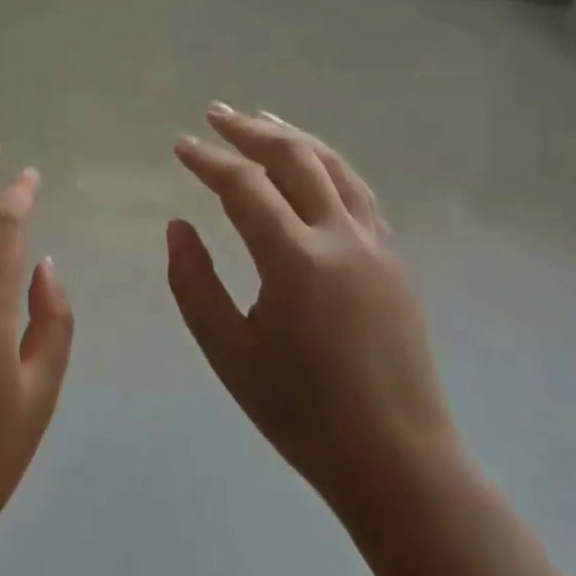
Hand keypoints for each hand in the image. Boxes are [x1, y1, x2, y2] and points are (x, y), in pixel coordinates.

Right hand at [167, 104, 463, 530]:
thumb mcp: (229, 353)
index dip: (209, 161)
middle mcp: (339, 237)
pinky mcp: (393, 258)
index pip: (245, 186)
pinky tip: (312, 163)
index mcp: (295, 260)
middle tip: (216, 114)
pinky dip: (327, 163)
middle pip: (293, 158)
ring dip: (293, 136)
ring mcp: (374, 244)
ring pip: (333, 166)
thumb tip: (178, 226)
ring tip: (262, 118)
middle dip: (250, 129)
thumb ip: (194, 283)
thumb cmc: (302, 412)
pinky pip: (357, 191)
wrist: (398, 461)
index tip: (181, 145)